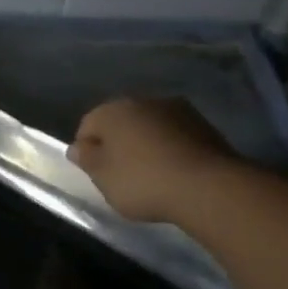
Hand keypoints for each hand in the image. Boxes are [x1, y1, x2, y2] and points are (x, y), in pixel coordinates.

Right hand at [67, 97, 239, 224]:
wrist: (208, 187)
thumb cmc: (142, 180)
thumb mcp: (102, 176)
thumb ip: (86, 159)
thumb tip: (79, 147)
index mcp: (113, 110)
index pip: (87, 125)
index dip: (86, 149)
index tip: (94, 173)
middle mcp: (145, 101)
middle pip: (120, 122)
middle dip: (116, 143)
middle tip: (118, 174)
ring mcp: (179, 110)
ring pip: (149, 127)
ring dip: (144, 145)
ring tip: (148, 174)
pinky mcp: (205, 126)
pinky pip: (174, 136)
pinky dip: (168, 149)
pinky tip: (171, 172)